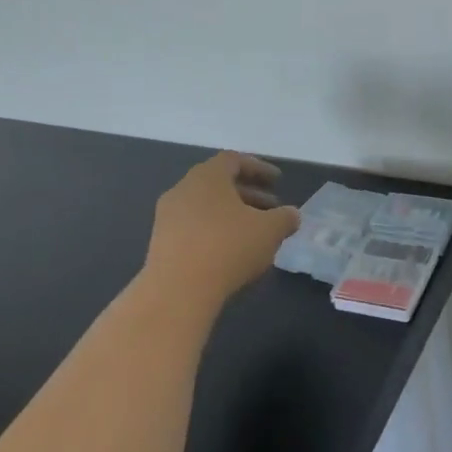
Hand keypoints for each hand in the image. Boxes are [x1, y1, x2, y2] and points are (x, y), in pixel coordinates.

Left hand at [144, 153, 300, 302]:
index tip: (278, 181)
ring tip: (254, 233)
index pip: (234, 160)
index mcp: (207, 176)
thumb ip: (285, 217)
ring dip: (232, 214)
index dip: (259, 168)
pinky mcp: (160, 243)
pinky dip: (215, 232)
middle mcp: (183, 189)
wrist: (177, 291)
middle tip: (271, 207)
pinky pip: (193, 227)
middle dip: (248, 193)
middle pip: (219, 183)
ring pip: (206, 207)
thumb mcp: (270, 230)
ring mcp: (167, 217)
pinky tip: (231, 253)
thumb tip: (291, 215)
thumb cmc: (228, 247)